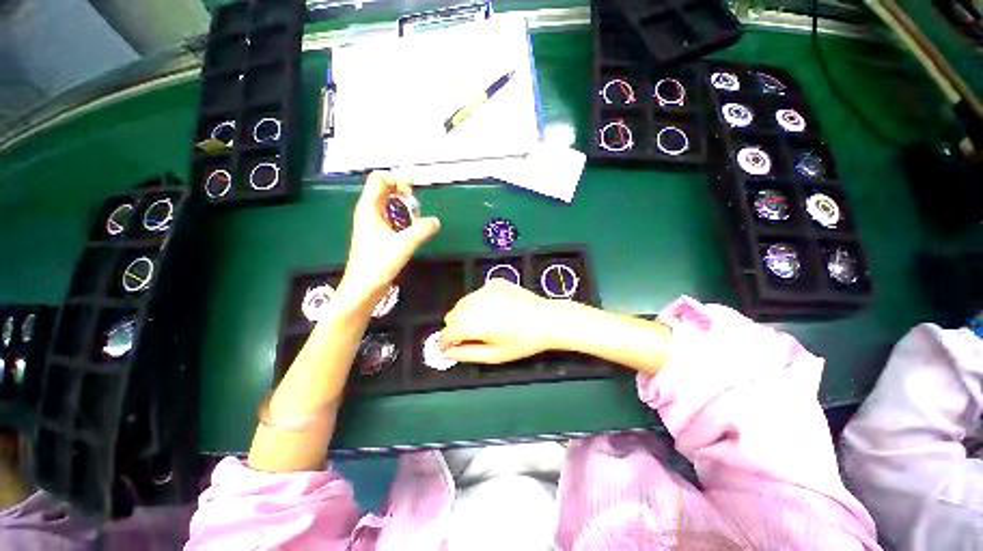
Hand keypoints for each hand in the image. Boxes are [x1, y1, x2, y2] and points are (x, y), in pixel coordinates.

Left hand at [338, 172, 439, 306]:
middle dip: (402, 190)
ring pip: (387, 203)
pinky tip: (412, 227)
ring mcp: (372, 223)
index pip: (379, 179)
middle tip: (417, 203)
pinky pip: (390, 216)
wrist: (364, 287)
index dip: (396, 179)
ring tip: (417, 214)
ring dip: (403, 204)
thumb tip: (436, 221)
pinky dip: (402, 215)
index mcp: (369, 208)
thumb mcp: (403, 245)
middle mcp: (368, 211)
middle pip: (383, 188)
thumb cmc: (378, 264)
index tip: (413, 190)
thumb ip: (422, 230)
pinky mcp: (377, 234)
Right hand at [440, 279, 567, 363]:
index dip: (446, 343)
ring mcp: (483, 289)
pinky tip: (497, 309)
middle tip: (472, 338)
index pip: (446, 333)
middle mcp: (472, 302)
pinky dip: (480, 302)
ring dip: (467, 313)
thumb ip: (467, 354)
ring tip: (485, 323)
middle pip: (452, 315)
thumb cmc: (522, 342)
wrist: (547, 319)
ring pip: (463, 302)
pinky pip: (478, 293)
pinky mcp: (494, 282)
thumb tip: (449, 353)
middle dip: (456, 327)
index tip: (451, 349)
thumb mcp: (494, 356)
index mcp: (470, 322)